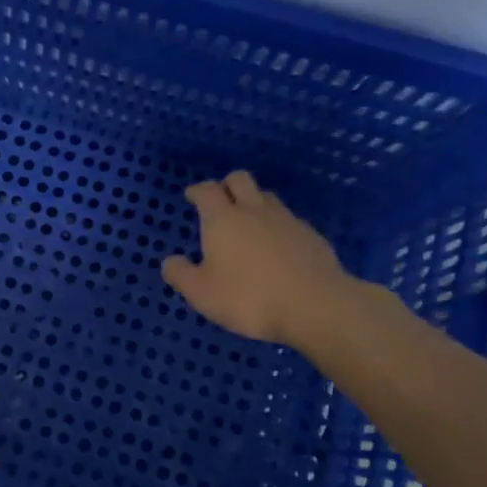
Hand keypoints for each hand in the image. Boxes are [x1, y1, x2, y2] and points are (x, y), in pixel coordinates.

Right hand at [162, 170, 356, 349]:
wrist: (316, 306)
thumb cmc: (249, 298)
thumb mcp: (202, 293)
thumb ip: (181, 275)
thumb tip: (170, 262)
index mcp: (223, 219)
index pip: (207, 190)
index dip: (198, 190)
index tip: (192, 196)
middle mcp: (254, 211)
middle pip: (240, 180)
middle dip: (227, 185)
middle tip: (220, 201)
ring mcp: (286, 220)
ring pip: (267, 197)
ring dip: (254, 202)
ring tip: (248, 223)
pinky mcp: (311, 236)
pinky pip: (289, 220)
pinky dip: (277, 226)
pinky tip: (277, 247)